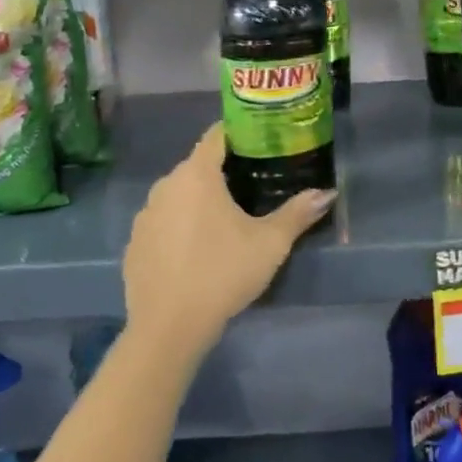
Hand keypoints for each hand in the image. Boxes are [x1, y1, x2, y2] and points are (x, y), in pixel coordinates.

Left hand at [122, 123, 334, 357]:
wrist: (168, 328)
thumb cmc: (222, 273)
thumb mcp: (270, 243)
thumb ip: (298, 213)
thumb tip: (327, 193)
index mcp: (197, 174)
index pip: (217, 135)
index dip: (240, 133)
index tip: (262, 140)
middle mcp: (166, 185)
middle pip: (198, 165)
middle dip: (224, 170)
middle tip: (254, 184)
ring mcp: (145, 215)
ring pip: (179, 195)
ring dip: (200, 200)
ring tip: (227, 220)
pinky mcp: (134, 244)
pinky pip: (163, 222)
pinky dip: (179, 227)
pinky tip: (197, 251)